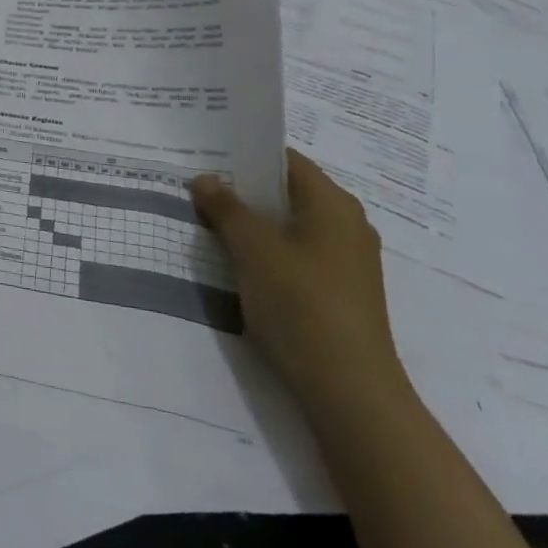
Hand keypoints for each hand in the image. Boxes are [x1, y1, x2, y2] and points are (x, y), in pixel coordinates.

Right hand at [192, 150, 407, 416]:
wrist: (351, 394)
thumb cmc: (302, 305)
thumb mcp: (253, 249)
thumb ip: (226, 208)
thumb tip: (205, 179)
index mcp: (333, 203)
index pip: (284, 159)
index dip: (244, 153)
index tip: (204, 153)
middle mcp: (346, 224)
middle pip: (286, 192)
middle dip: (242, 189)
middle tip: (196, 185)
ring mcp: (346, 261)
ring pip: (289, 225)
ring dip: (251, 223)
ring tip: (206, 220)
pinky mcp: (339, 292)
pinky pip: (296, 254)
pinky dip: (266, 251)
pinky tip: (235, 260)